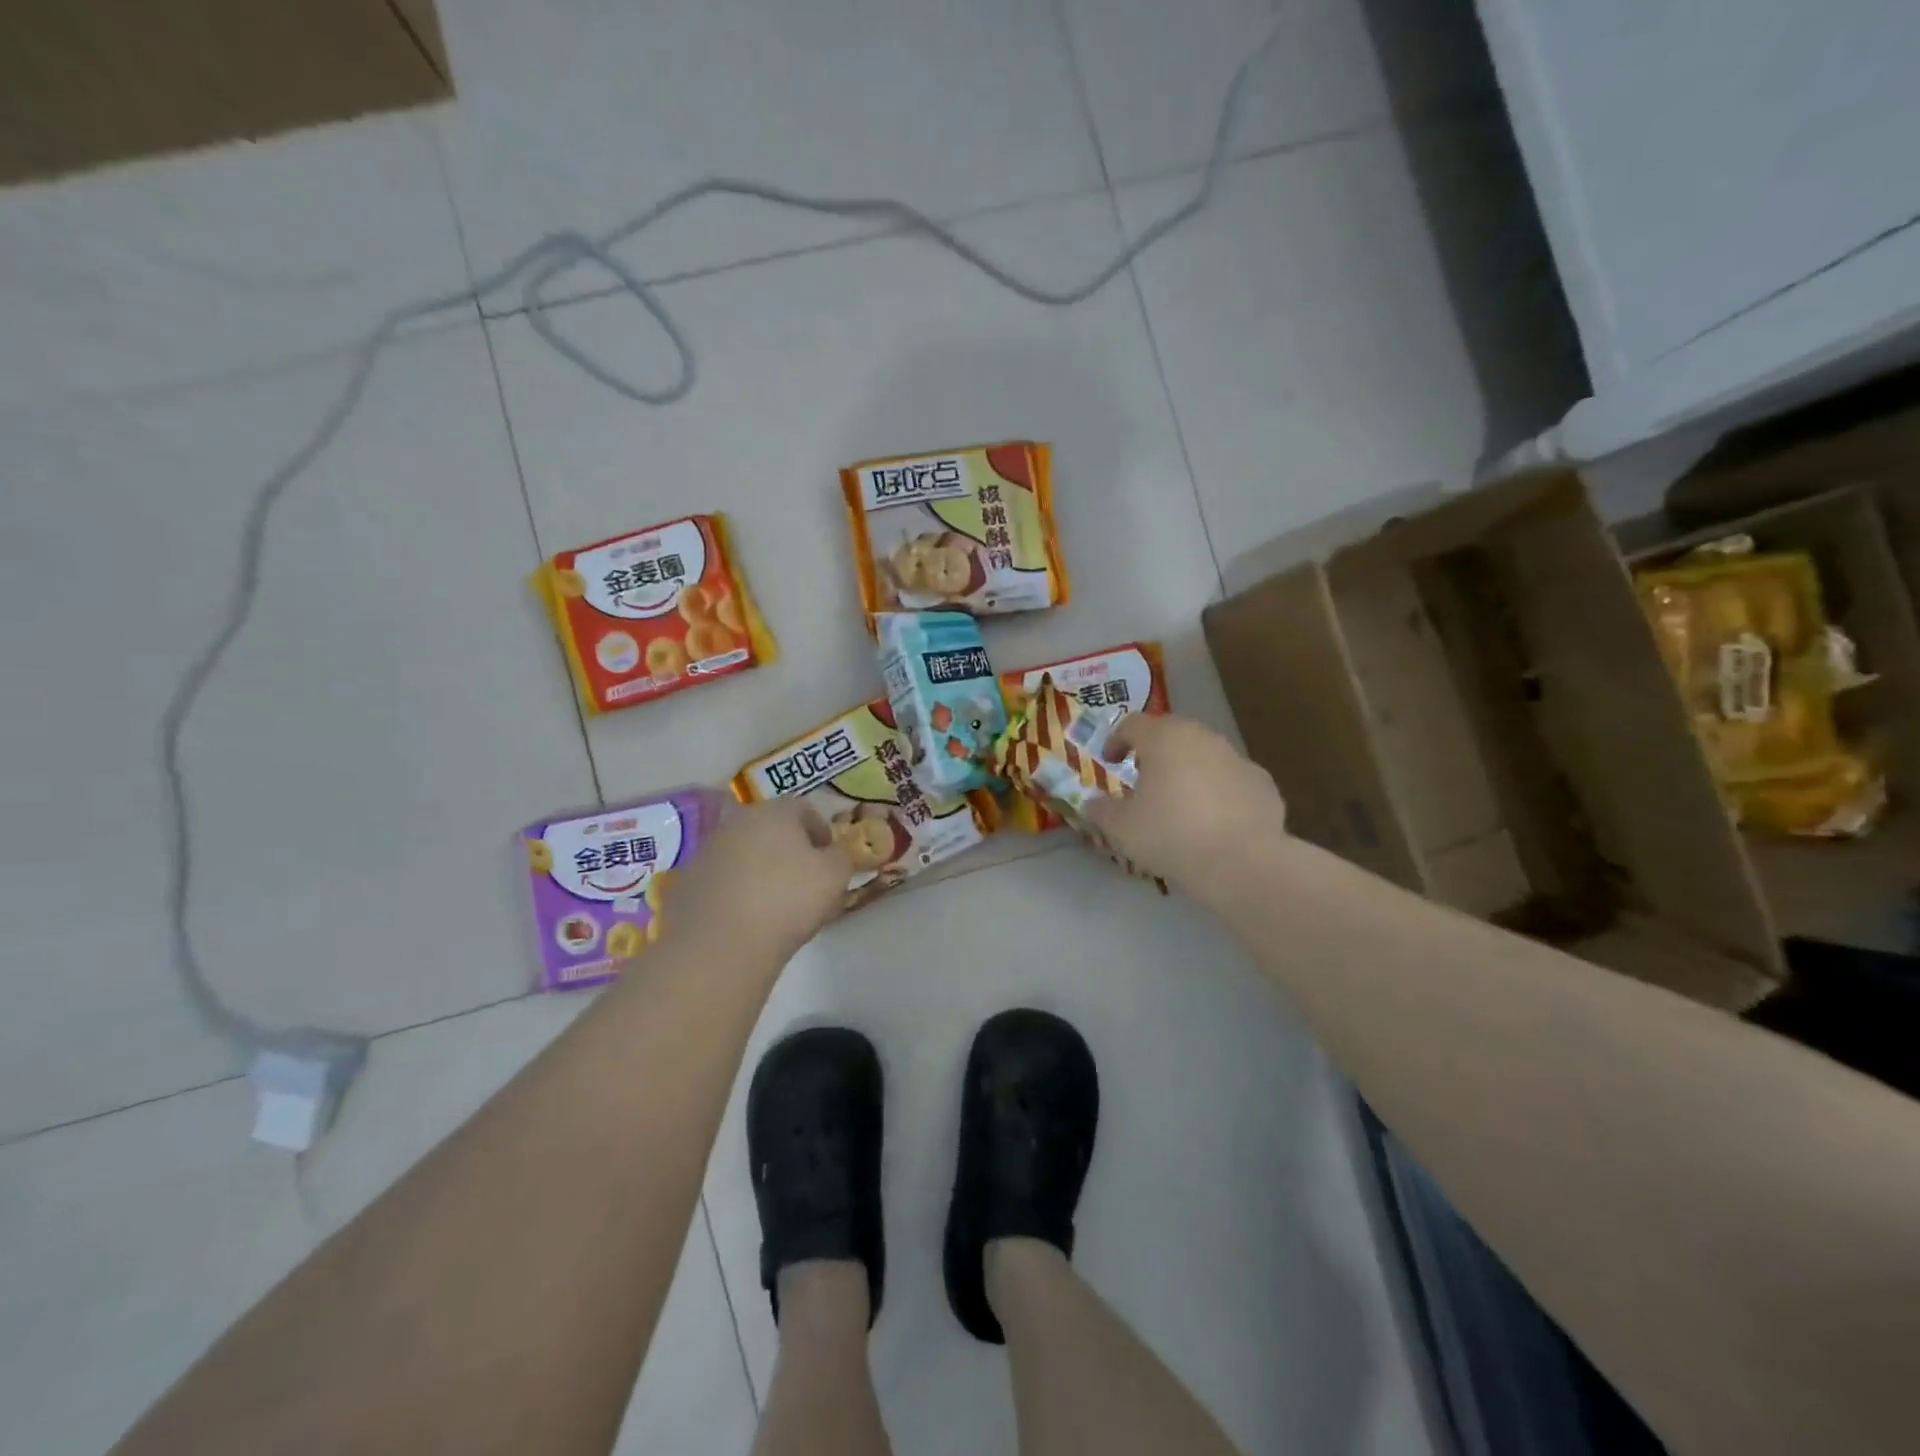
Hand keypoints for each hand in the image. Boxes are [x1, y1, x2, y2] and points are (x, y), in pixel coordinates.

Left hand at [665, 799, 853, 962]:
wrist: (720, 945)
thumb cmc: (788, 900)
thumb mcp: (836, 875)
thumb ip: (843, 855)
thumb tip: (835, 852)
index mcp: (773, 811)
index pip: (805, 809)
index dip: (822, 833)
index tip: (830, 861)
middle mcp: (737, 822)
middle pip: (772, 829)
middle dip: (791, 850)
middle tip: (806, 882)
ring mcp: (707, 851)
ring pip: (746, 853)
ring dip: (763, 870)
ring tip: (777, 904)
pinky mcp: (688, 882)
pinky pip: (724, 879)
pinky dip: (738, 891)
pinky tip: (748, 918)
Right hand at [1083, 715, 1285, 893]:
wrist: (1242, 862)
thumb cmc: (1170, 834)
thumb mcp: (1120, 828)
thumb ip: (1101, 810)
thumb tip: (1092, 803)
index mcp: (1163, 738)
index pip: (1132, 724)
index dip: (1116, 740)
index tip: (1110, 762)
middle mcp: (1202, 737)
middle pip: (1172, 734)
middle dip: (1154, 752)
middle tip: (1143, 779)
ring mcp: (1237, 758)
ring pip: (1204, 755)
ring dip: (1188, 771)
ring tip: (1179, 803)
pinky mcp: (1262, 783)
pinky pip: (1231, 780)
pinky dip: (1218, 792)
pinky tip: (1214, 822)